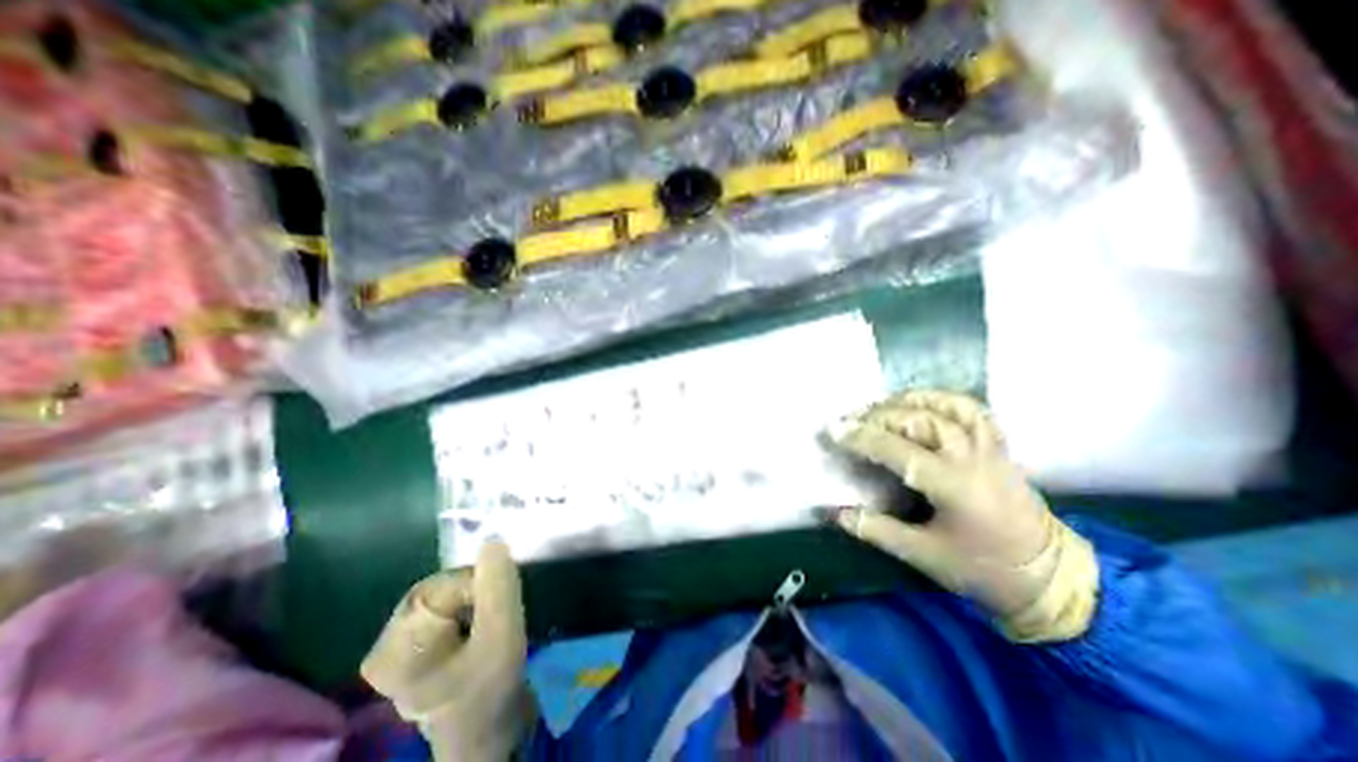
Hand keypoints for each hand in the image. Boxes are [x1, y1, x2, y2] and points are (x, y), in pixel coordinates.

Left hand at [360, 538, 535, 759]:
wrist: (488, 736)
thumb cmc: (490, 691)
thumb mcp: (502, 636)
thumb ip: (497, 587)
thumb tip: (493, 539)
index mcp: (394, 646)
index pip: (443, 585)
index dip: (479, 587)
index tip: (499, 609)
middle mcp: (388, 642)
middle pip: (444, 587)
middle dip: (478, 594)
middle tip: (497, 618)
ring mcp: (403, 645)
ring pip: (449, 595)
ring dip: (478, 601)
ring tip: (491, 626)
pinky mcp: (419, 646)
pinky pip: (449, 607)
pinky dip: (472, 608)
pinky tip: (482, 628)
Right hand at [828, 386, 1102, 641]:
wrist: (1052, 578)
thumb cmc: (984, 570)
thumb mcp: (923, 556)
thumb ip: (876, 530)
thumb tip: (835, 514)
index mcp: (953, 487)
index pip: (897, 450)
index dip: (862, 438)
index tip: (834, 430)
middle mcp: (972, 459)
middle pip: (919, 420)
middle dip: (877, 416)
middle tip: (849, 420)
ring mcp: (989, 448)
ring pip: (945, 407)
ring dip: (906, 401)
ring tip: (878, 407)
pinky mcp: (999, 446)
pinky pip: (971, 409)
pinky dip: (942, 399)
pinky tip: (919, 403)